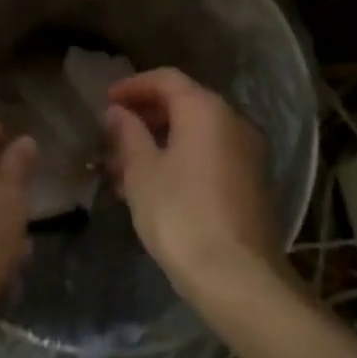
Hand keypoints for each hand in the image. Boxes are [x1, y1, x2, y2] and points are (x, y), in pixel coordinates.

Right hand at [103, 68, 280, 301]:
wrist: (238, 278)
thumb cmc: (181, 214)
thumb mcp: (142, 172)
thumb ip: (128, 134)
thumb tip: (118, 112)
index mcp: (206, 110)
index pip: (166, 79)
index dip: (133, 86)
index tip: (106, 102)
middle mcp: (232, 122)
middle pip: (184, 104)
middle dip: (144, 117)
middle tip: (111, 135)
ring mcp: (246, 154)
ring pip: (194, 135)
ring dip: (158, 144)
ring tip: (120, 169)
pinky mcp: (250, 184)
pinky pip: (208, 158)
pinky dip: (179, 161)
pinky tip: (150, 189)